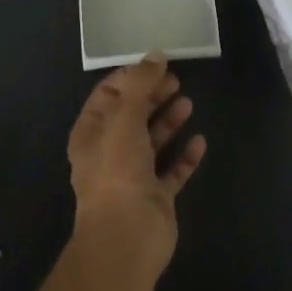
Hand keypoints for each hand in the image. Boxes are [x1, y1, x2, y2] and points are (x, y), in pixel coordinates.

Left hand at [67, 56, 205, 279]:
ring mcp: (133, 176)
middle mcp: (109, 152)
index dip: (130, 77)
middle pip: (132, 115)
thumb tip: (156, 54)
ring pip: (152, 141)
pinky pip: (172, 170)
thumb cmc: (117, 169)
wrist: (126, 237)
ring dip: (169, 121)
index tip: (155, 64)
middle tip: (177, 80)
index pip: (108, 95)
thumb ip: (140, 83)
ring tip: (188, 103)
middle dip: (152, 96)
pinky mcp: (156, 197)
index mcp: (91, 133)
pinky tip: (200, 141)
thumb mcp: (125, 116)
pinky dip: (185, 156)